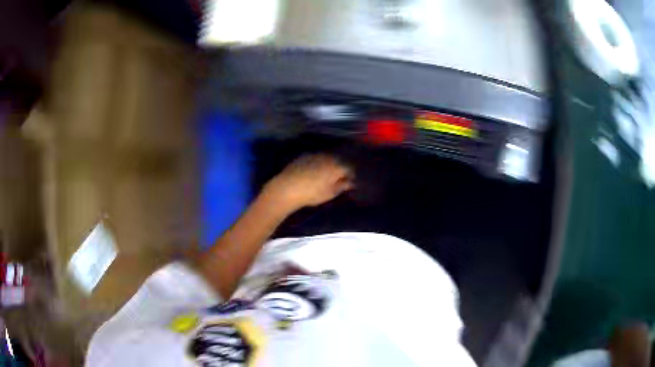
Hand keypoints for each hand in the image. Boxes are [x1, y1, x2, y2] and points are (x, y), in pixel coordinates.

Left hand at [262, 154, 353, 211]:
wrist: (286, 188)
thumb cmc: (311, 194)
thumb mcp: (330, 193)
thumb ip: (342, 186)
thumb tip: (351, 182)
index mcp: (337, 166)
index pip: (349, 167)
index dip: (351, 174)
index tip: (350, 181)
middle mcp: (327, 157)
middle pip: (338, 160)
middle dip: (340, 168)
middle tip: (339, 177)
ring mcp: (315, 154)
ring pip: (327, 158)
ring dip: (329, 164)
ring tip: (326, 174)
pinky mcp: (303, 156)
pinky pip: (315, 158)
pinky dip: (318, 163)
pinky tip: (313, 171)